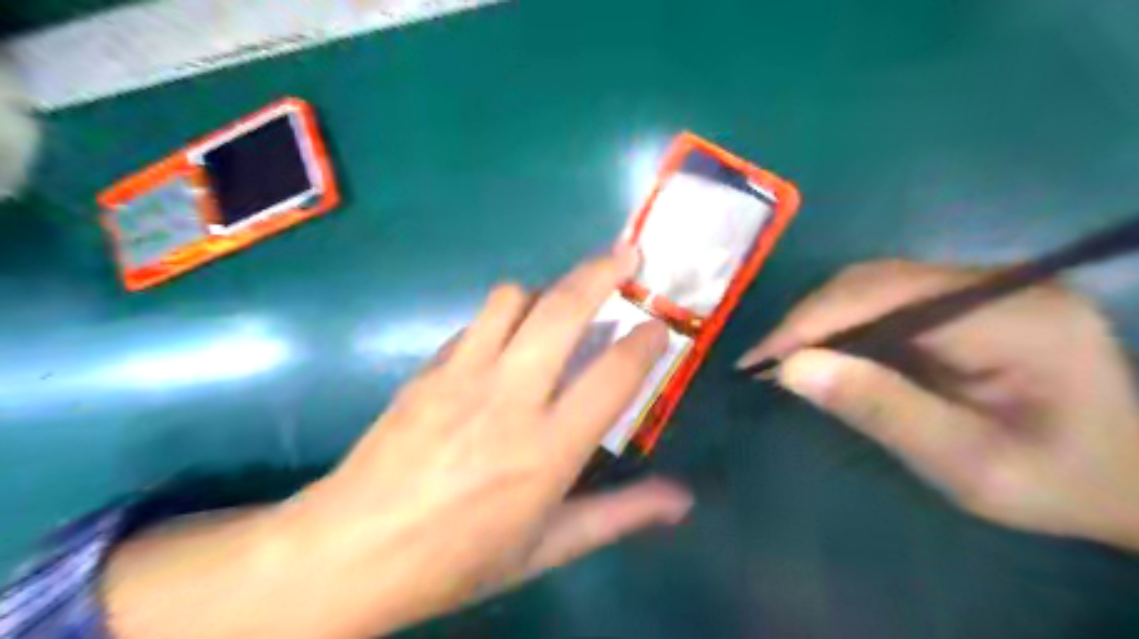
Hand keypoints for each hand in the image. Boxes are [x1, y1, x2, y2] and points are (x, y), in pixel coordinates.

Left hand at [102, 246, 694, 638]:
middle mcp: (510, 397)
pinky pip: (476, 322)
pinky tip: (506, 338)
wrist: (351, 550)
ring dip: (546, 290)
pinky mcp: (428, 368)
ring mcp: (463, 375)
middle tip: (627, 256)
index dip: (645, 342)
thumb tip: (683, 500)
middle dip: (602, 272)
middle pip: (564, 310)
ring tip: (561, 302)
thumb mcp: (548, 548)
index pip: (614, 374)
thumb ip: (620, 515)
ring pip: (512, 298)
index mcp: (548, 449)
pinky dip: (504, 317)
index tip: (659, 326)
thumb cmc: (458, 559)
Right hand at [739, 261, 1137, 549]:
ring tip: (786, 358)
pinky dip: (845, 323)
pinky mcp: (971, 298)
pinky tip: (827, 351)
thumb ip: (882, 410)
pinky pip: (889, 298)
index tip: (758, 360)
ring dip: (822, 319)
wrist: (1129, 480)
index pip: (885, 297)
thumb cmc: (1056, 482)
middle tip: (764, 362)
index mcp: (1013, 316)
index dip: (812, 323)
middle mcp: (999, 282)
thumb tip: (791, 369)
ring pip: (875, 283)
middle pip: (876, 280)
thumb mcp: (967, 465)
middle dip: (809, 320)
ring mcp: (986, 285)